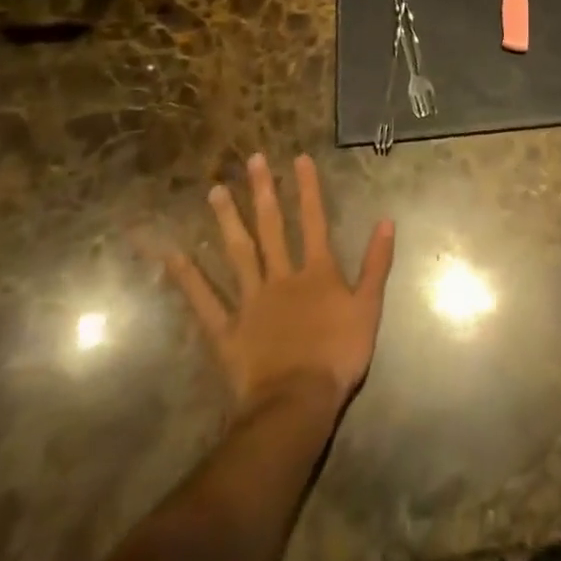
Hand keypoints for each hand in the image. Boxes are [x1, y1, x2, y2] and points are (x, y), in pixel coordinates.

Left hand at [152, 152, 394, 412]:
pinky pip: (205, 301)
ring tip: (215, 191)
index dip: (308, 188)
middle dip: (264, 191)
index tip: (299, 158)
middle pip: (272, 227)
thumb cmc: (338, 355)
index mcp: (316, 271)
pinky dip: (189, 279)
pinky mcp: (227, 330)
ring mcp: (251, 301)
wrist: (297, 402)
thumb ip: (376, 263)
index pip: (314, 219)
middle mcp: (281, 276)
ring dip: (227, 221)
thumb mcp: (369, 307)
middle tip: (252, 160)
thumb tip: (387, 220)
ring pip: (238, 253)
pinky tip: (174, 256)